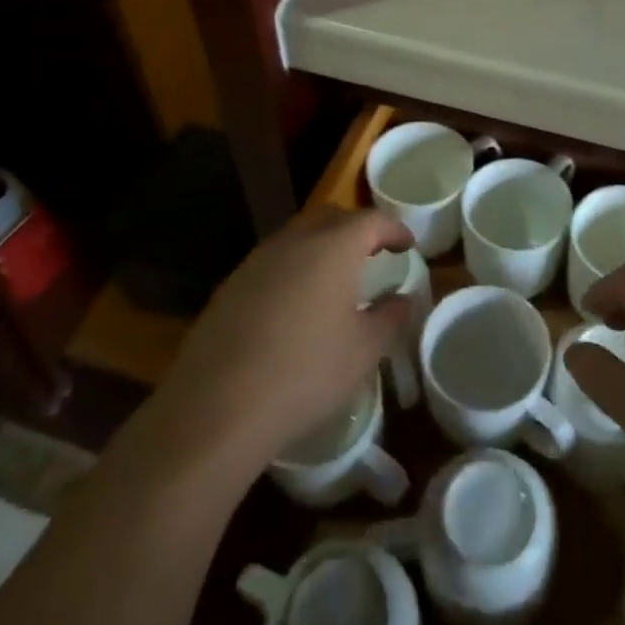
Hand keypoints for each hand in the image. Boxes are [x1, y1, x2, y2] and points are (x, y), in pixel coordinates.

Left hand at [154, 209, 414, 472]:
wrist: (216, 407)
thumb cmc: (305, 373)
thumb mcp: (363, 350)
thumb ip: (389, 317)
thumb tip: (402, 299)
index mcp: (334, 247)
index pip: (372, 220)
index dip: (394, 229)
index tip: (408, 245)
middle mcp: (295, 240)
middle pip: (333, 218)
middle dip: (357, 230)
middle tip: (373, 255)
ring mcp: (258, 259)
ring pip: (299, 236)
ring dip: (322, 247)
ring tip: (336, 280)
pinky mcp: (231, 284)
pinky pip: (273, 261)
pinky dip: (294, 269)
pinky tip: (296, 306)